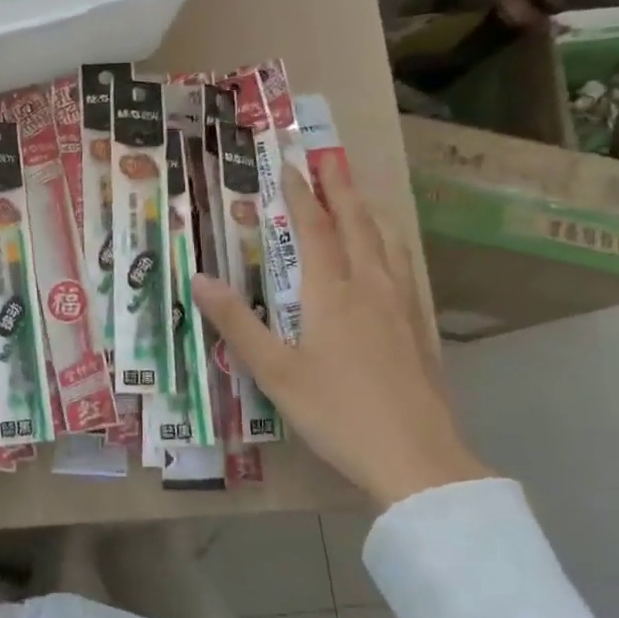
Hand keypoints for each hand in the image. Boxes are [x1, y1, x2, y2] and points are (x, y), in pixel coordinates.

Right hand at [191, 156, 489, 505]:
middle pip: (356, 226)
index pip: (315, 231)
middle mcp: (370, 288)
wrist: (416, 457)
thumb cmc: (336, 412)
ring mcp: (402, 307)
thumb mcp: (274, 372)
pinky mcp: (419, 329)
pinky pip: (404, 268)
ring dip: (369, 213)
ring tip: (359, 196)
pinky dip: (391, 245)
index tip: (291, 166)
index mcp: (331, 294)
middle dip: (340, 190)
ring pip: (387, 244)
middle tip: (330, 160)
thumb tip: (200, 279)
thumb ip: (237, 323)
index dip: (301, 197)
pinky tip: (391, 257)